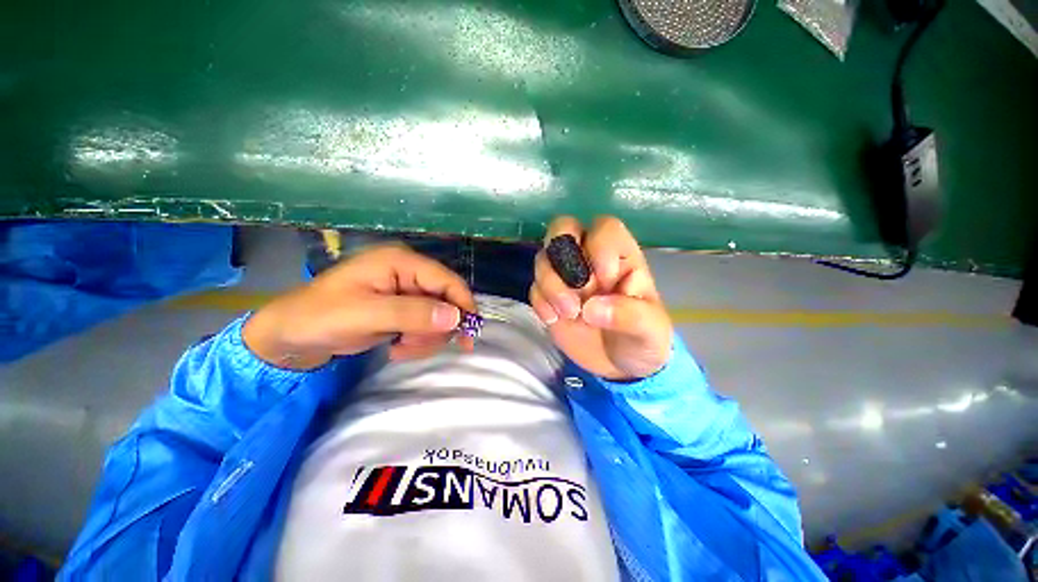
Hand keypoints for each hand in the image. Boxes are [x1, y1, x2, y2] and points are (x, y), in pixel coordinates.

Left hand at [243, 244, 476, 369]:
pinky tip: (398, 347)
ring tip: (400, 349)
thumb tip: (456, 318)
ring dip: (426, 338)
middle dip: (437, 328)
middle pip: (447, 300)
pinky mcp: (403, 309)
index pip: (447, 280)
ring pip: (439, 316)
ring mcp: (407, 291)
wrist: (292, 335)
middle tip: (413, 347)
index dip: (463, 306)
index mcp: (402, 262)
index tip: (469, 336)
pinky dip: (418, 341)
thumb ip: (412, 314)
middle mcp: (409, 273)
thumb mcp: (365, 315)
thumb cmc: (320, 316)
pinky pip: (427, 326)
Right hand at [529, 216, 672, 380]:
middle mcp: (589, 259)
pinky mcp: (549, 297)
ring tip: (569, 313)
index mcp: (621, 256)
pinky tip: (553, 320)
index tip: (606, 282)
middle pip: (564, 228)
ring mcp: (565, 277)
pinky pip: (534, 287)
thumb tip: (591, 308)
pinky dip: (540, 302)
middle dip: (563, 256)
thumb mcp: (649, 331)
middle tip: (577, 288)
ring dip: (551, 284)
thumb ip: (628, 316)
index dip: (599, 248)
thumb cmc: (642, 340)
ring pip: (543, 258)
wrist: (619, 367)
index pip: (604, 228)